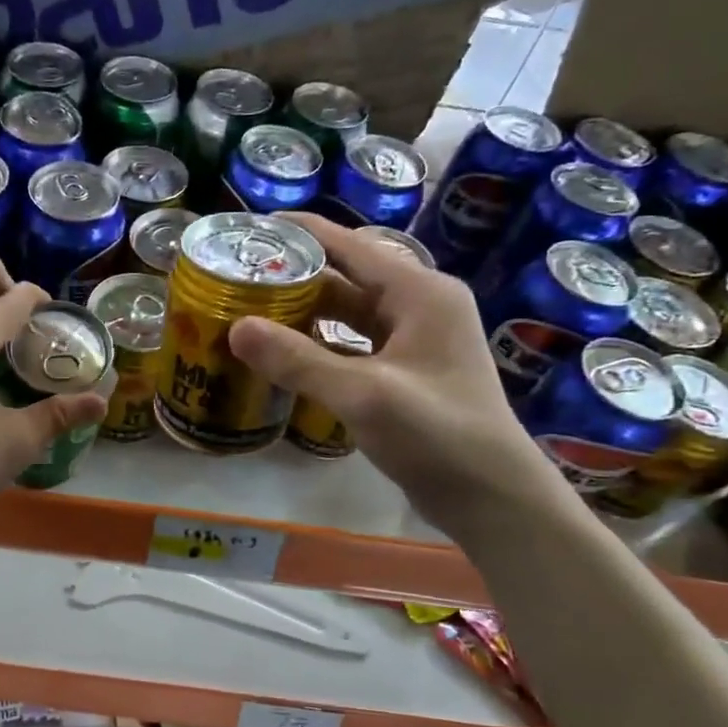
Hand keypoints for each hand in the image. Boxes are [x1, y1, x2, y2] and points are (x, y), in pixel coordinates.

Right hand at [227, 213, 563, 534]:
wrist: (492, 497)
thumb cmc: (438, 435)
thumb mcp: (363, 394)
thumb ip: (298, 360)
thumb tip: (236, 328)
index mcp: (419, 292)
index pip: (351, 245)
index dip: (302, 233)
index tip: (252, 229)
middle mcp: (419, 306)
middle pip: (347, 276)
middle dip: (296, 276)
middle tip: (240, 278)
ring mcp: (414, 341)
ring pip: (349, 312)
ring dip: (305, 312)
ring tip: (251, 310)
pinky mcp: (405, 373)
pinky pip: (353, 344)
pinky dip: (320, 344)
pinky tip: (283, 354)